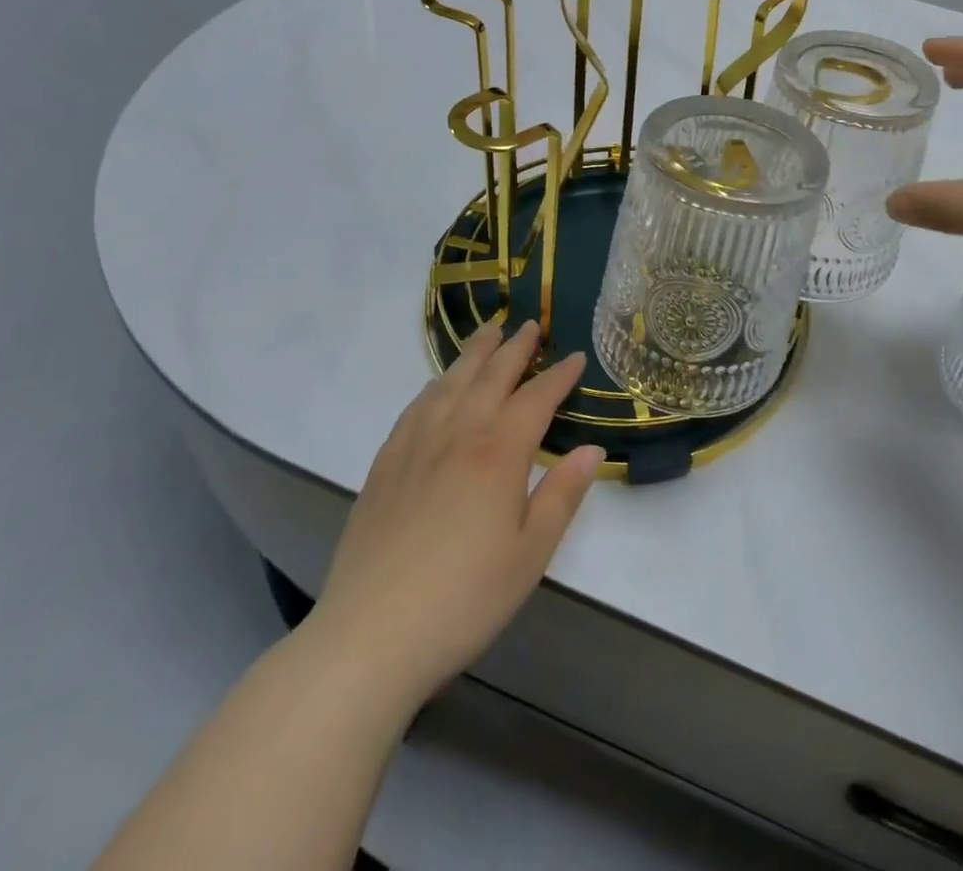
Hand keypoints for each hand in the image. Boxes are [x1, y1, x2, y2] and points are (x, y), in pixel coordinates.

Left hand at [302, 322, 603, 715]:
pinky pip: (414, 408)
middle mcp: (458, 434)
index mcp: (499, 452)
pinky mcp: (384, 466)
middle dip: (515, 348)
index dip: (559, 375)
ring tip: (488, 333)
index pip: (537, 398)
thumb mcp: (531, 553)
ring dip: (473, 354)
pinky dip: (434, 386)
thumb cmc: (465, 598)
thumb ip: (563, 494)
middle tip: (530, 325)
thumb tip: (593, 449)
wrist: (369, 637)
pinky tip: (437, 386)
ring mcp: (415, 447)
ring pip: (450, 383)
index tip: (576, 356)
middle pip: (491, 376)